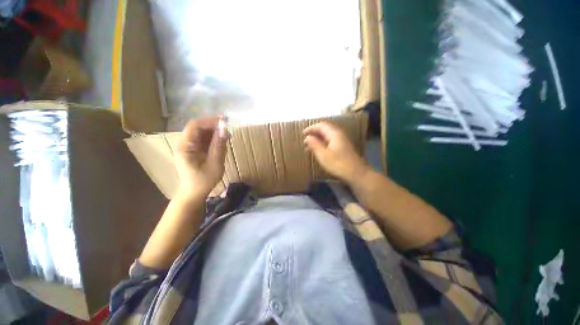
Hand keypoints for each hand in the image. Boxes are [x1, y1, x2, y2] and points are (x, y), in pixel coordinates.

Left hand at [175, 117, 227, 199]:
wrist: (194, 193)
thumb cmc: (204, 180)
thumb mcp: (215, 163)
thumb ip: (219, 146)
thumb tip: (225, 130)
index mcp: (185, 147)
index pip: (195, 126)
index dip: (209, 121)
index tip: (224, 121)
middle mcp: (184, 144)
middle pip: (198, 128)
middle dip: (213, 127)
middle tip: (228, 130)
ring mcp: (188, 147)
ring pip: (202, 134)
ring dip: (215, 133)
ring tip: (227, 138)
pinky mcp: (193, 151)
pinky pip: (203, 141)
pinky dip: (213, 140)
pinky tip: (222, 144)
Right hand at [303, 122, 368, 184]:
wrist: (356, 173)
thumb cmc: (338, 164)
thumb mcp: (323, 155)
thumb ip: (314, 144)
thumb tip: (307, 137)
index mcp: (334, 134)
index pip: (321, 125)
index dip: (311, 128)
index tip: (303, 134)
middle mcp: (339, 134)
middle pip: (324, 129)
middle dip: (314, 133)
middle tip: (305, 140)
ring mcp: (342, 141)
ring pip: (327, 136)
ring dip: (317, 139)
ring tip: (309, 146)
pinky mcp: (343, 147)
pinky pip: (330, 141)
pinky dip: (322, 144)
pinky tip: (318, 151)